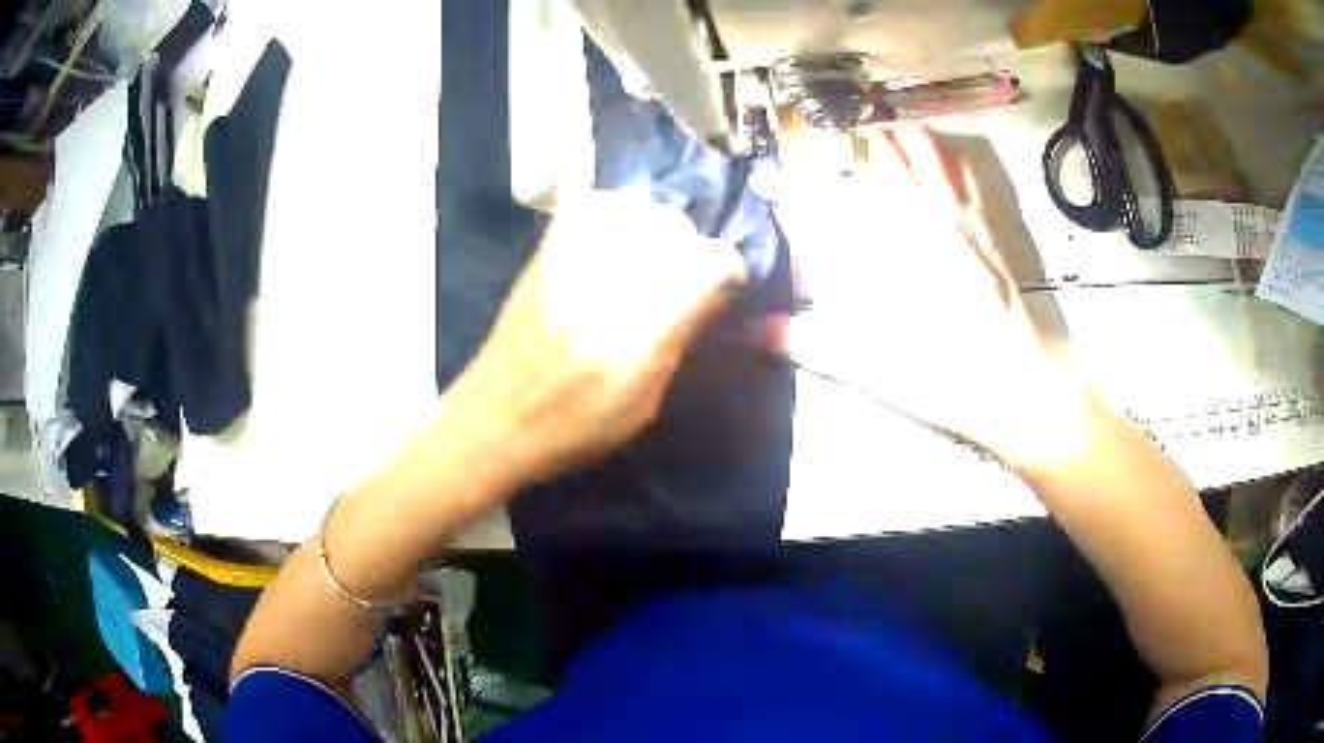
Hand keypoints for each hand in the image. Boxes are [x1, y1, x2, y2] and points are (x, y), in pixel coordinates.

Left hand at [447, 190, 746, 479]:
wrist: (498, 415)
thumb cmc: (576, 425)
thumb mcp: (646, 400)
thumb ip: (682, 336)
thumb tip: (714, 291)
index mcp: (643, 320)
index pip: (712, 260)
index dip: (727, 273)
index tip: (723, 291)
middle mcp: (611, 273)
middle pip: (676, 226)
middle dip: (689, 252)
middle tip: (681, 285)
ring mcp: (574, 251)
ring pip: (639, 209)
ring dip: (655, 232)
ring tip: (649, 265)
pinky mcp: (548, 246)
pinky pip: (597, 206)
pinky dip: (617, 216)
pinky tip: (615, 246)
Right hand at [770, 126, 1080, 456]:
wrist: (1017, 384)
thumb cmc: (941, 375)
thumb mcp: (866, 366)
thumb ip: (805, 341)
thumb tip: (748, 331)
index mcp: (884, 247)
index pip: (825, 200)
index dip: (787, 186)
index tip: (763, 180)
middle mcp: (919, 215)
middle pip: (879, 154)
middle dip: (848, 140)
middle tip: (827, 140)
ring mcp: (959, 215)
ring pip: (925, 149)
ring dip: (898, 133)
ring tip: (878, 130)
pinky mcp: (987, 226)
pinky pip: (965, 171)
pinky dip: (946, 152)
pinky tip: (940, 151)